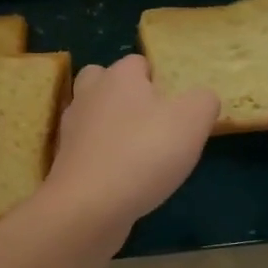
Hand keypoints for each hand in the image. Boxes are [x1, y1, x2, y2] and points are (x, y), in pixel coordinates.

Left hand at [43, 54, 218, 233]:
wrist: (89, 205)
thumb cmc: (144, 153)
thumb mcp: (192, 121)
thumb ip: (203, 101)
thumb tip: (201, 99)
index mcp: (119, 76)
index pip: (138, 62)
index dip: (157, 79)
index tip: (174, 106)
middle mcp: (89, 95)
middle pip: (104, 82)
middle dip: (123, 95)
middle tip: (150, 121)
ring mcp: (72, 129)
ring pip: (93, 116)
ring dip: (111, 128)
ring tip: (139, 153)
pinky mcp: (65, 162)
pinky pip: (87, 150)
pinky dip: (102, 158)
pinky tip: (121, 178)